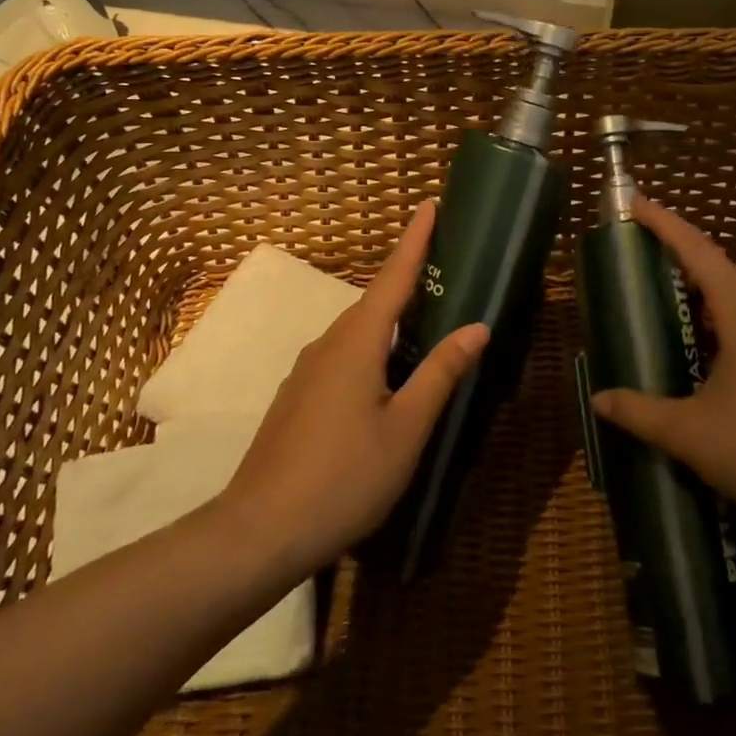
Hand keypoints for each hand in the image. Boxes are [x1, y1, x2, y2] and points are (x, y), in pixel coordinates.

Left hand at [219, 201, 487, 578]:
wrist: (258, 532)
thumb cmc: (344, 477)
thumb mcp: (406, 428)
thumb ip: (441, 373)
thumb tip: (477, 326)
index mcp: (357, 342)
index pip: (393, 277)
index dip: (414, 240)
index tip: (428, 203)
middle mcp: (328, 344)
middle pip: (374, 301)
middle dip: (408, 279)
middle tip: (444, 266)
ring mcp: (307, 371)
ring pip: (358, 332)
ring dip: (391, 319)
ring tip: (425, 320)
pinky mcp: (298, 397)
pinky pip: (344, 355)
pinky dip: (373, 349)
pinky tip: (387, 376)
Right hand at [591, 199, 735, 537]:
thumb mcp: (694, 435)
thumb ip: (642, 413)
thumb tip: (599, 400)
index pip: (696, 250)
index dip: (664, 223)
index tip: (636, 202)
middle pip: (720, 275)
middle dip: (682, 268)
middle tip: (645, 273)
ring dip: (708, 306)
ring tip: (676, 323)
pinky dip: (732, 331)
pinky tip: (721, 369)